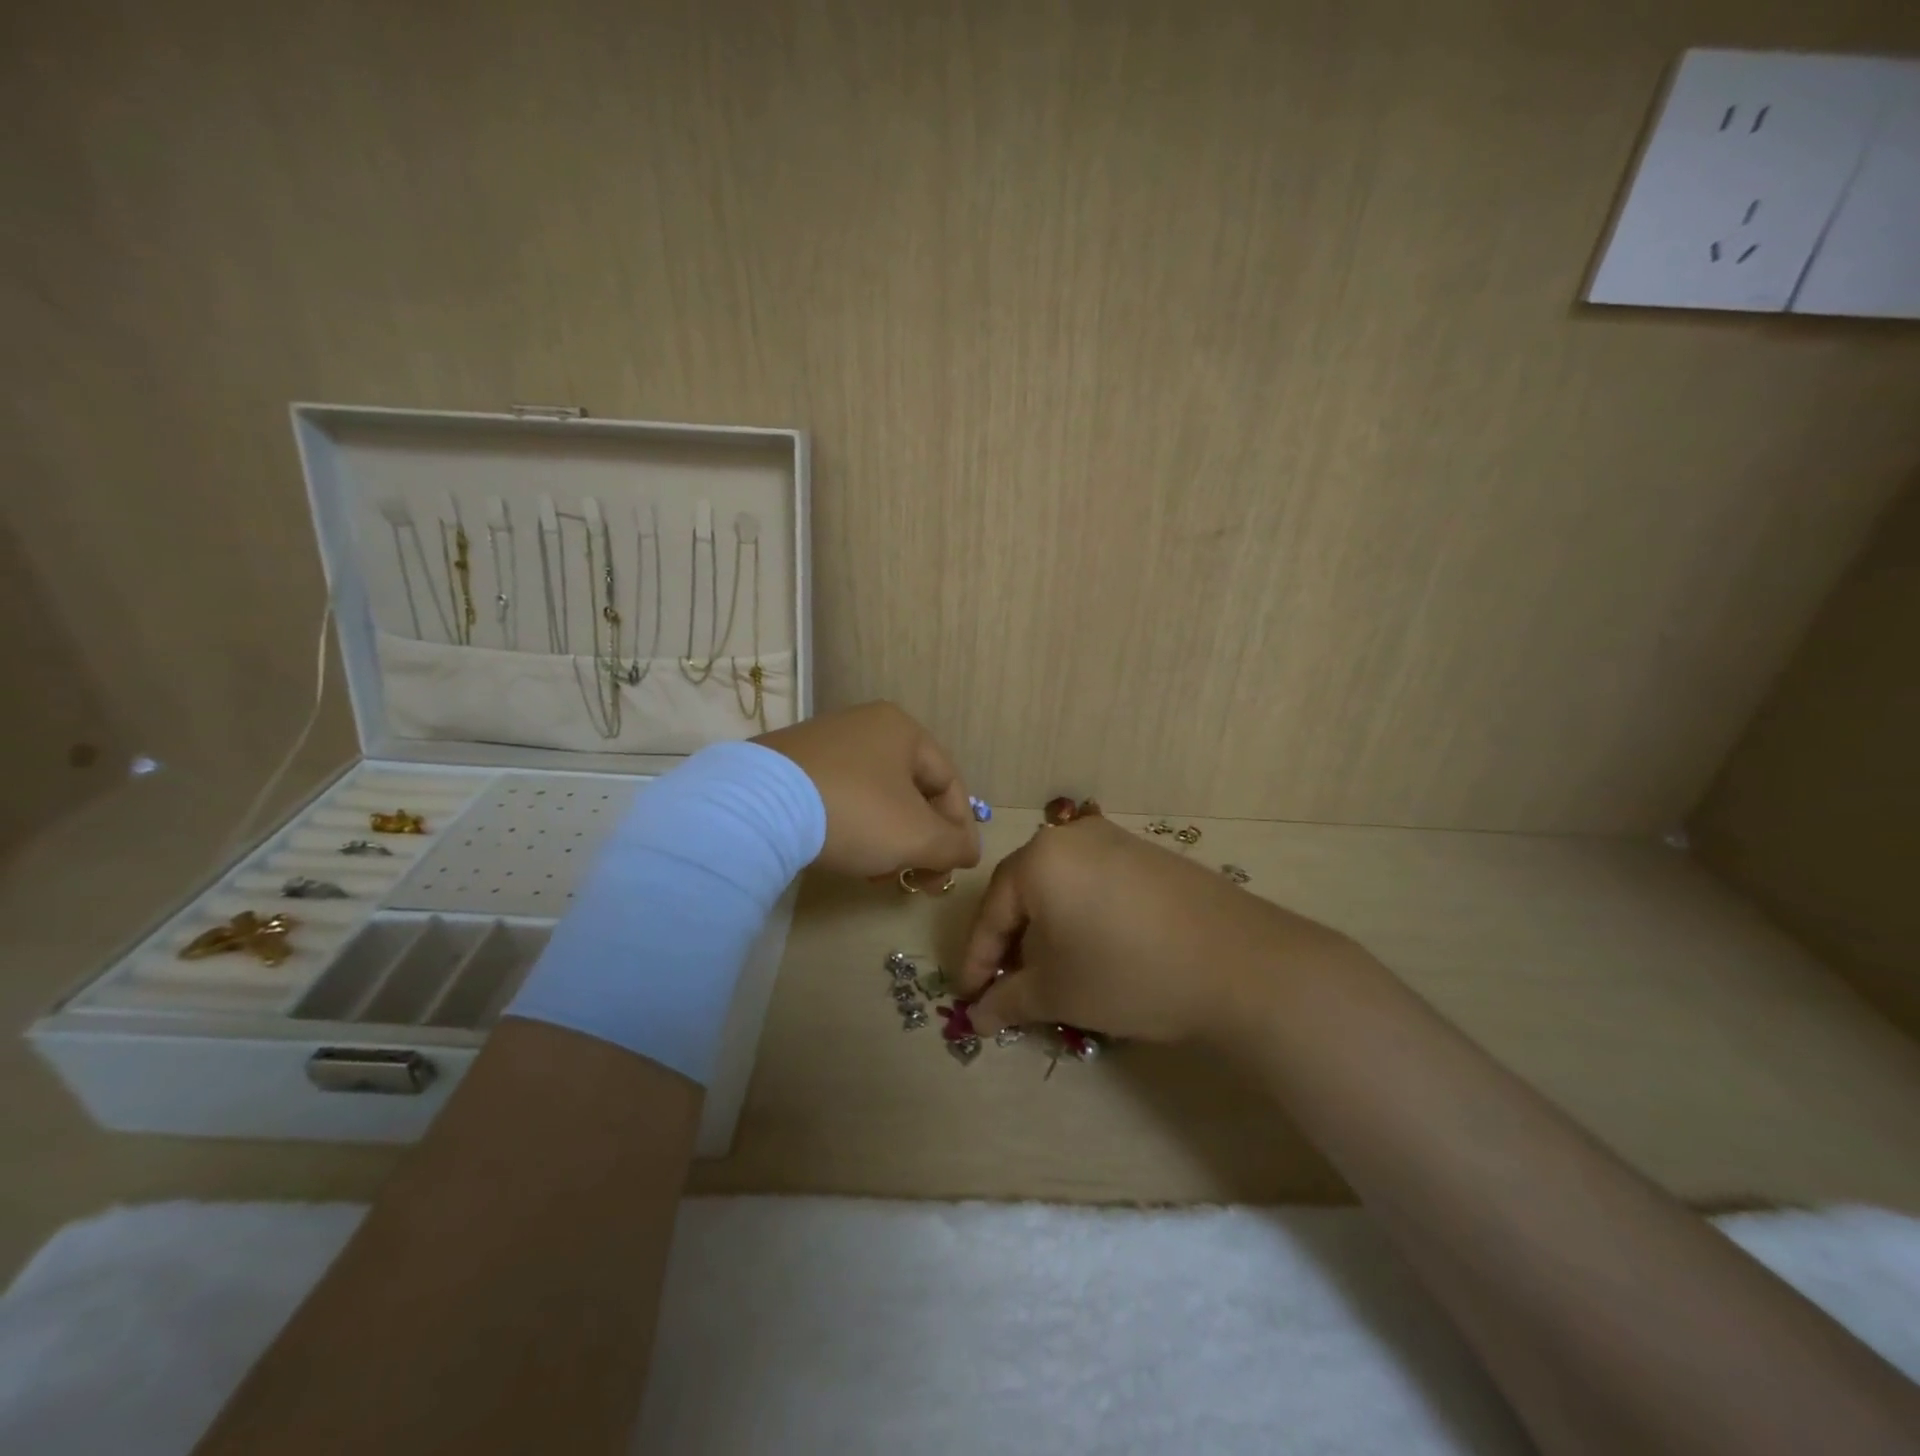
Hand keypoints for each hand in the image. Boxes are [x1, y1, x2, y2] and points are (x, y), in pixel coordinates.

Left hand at [755, 701, 981, 879]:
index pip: (949, 781)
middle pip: (911, 791)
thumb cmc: (855, 812)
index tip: (957, 868)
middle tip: (917, 877)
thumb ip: (954, 845)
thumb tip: (969, 851)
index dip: (960, 828)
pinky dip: (854, 829)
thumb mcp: (917, 836)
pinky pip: (840, 797)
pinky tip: (846, 858)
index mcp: (902, 729)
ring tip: (880, 876)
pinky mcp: (790, 764)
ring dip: (888, 840)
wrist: (756, 807)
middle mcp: (865, 725)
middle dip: (920, 839)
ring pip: (876, 797)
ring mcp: (824, 742)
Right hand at [953, 815, 1354, 1043]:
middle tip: (1008, 987)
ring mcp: (1114, 840)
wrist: (1239, 963)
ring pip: (1060, 887)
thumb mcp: (1059, 992)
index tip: (970, 998)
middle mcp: (1071, 837)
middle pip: (1024, 893)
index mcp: (1039, 859)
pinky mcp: (1147, 855)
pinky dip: (1081, 916)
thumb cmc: (1128, 973)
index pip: (991, 912)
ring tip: (1051, 973)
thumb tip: (978, 1017)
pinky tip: (1093, 950)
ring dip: (1047, 931)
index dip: (977, 960)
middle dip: (1012, 944)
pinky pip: (1094, 883)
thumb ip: (1008, 1000)